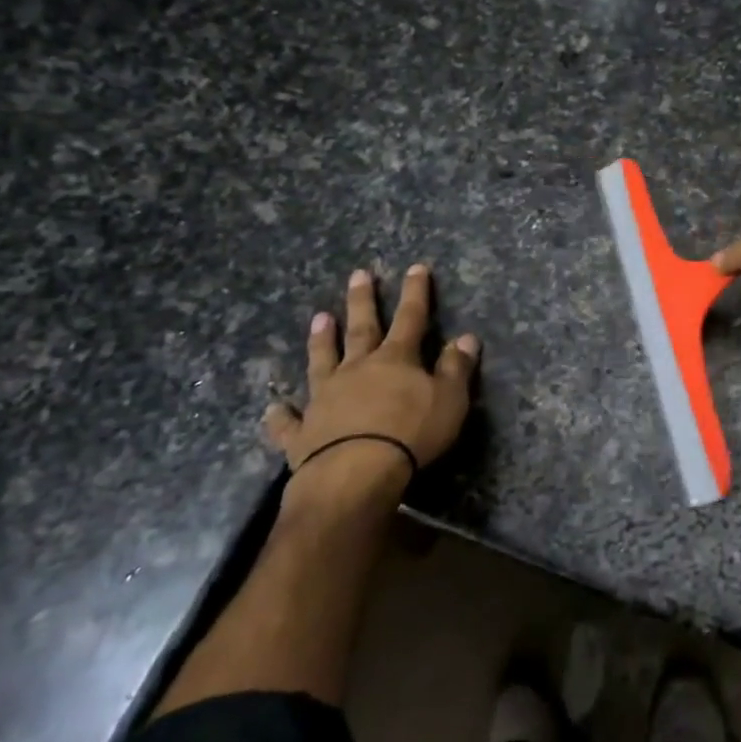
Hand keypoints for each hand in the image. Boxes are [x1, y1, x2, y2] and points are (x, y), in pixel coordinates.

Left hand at [264, 264, 479, 488]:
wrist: (355, 474)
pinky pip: (289, 421)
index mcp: (395, 360)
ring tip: (319, 318)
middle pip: (361, 328)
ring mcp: (325, 398)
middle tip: (358, 275)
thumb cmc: (411, 433)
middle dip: (363, 300)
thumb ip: (456, 368)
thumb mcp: (449, 400)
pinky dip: (281, 415)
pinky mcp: (302, 432)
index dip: (415, 293)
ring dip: (321, 340)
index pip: (410, 318)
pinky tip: (274, 407)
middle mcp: (357, 369)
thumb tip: (466, 337)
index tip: (415, 268)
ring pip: (322, 361)